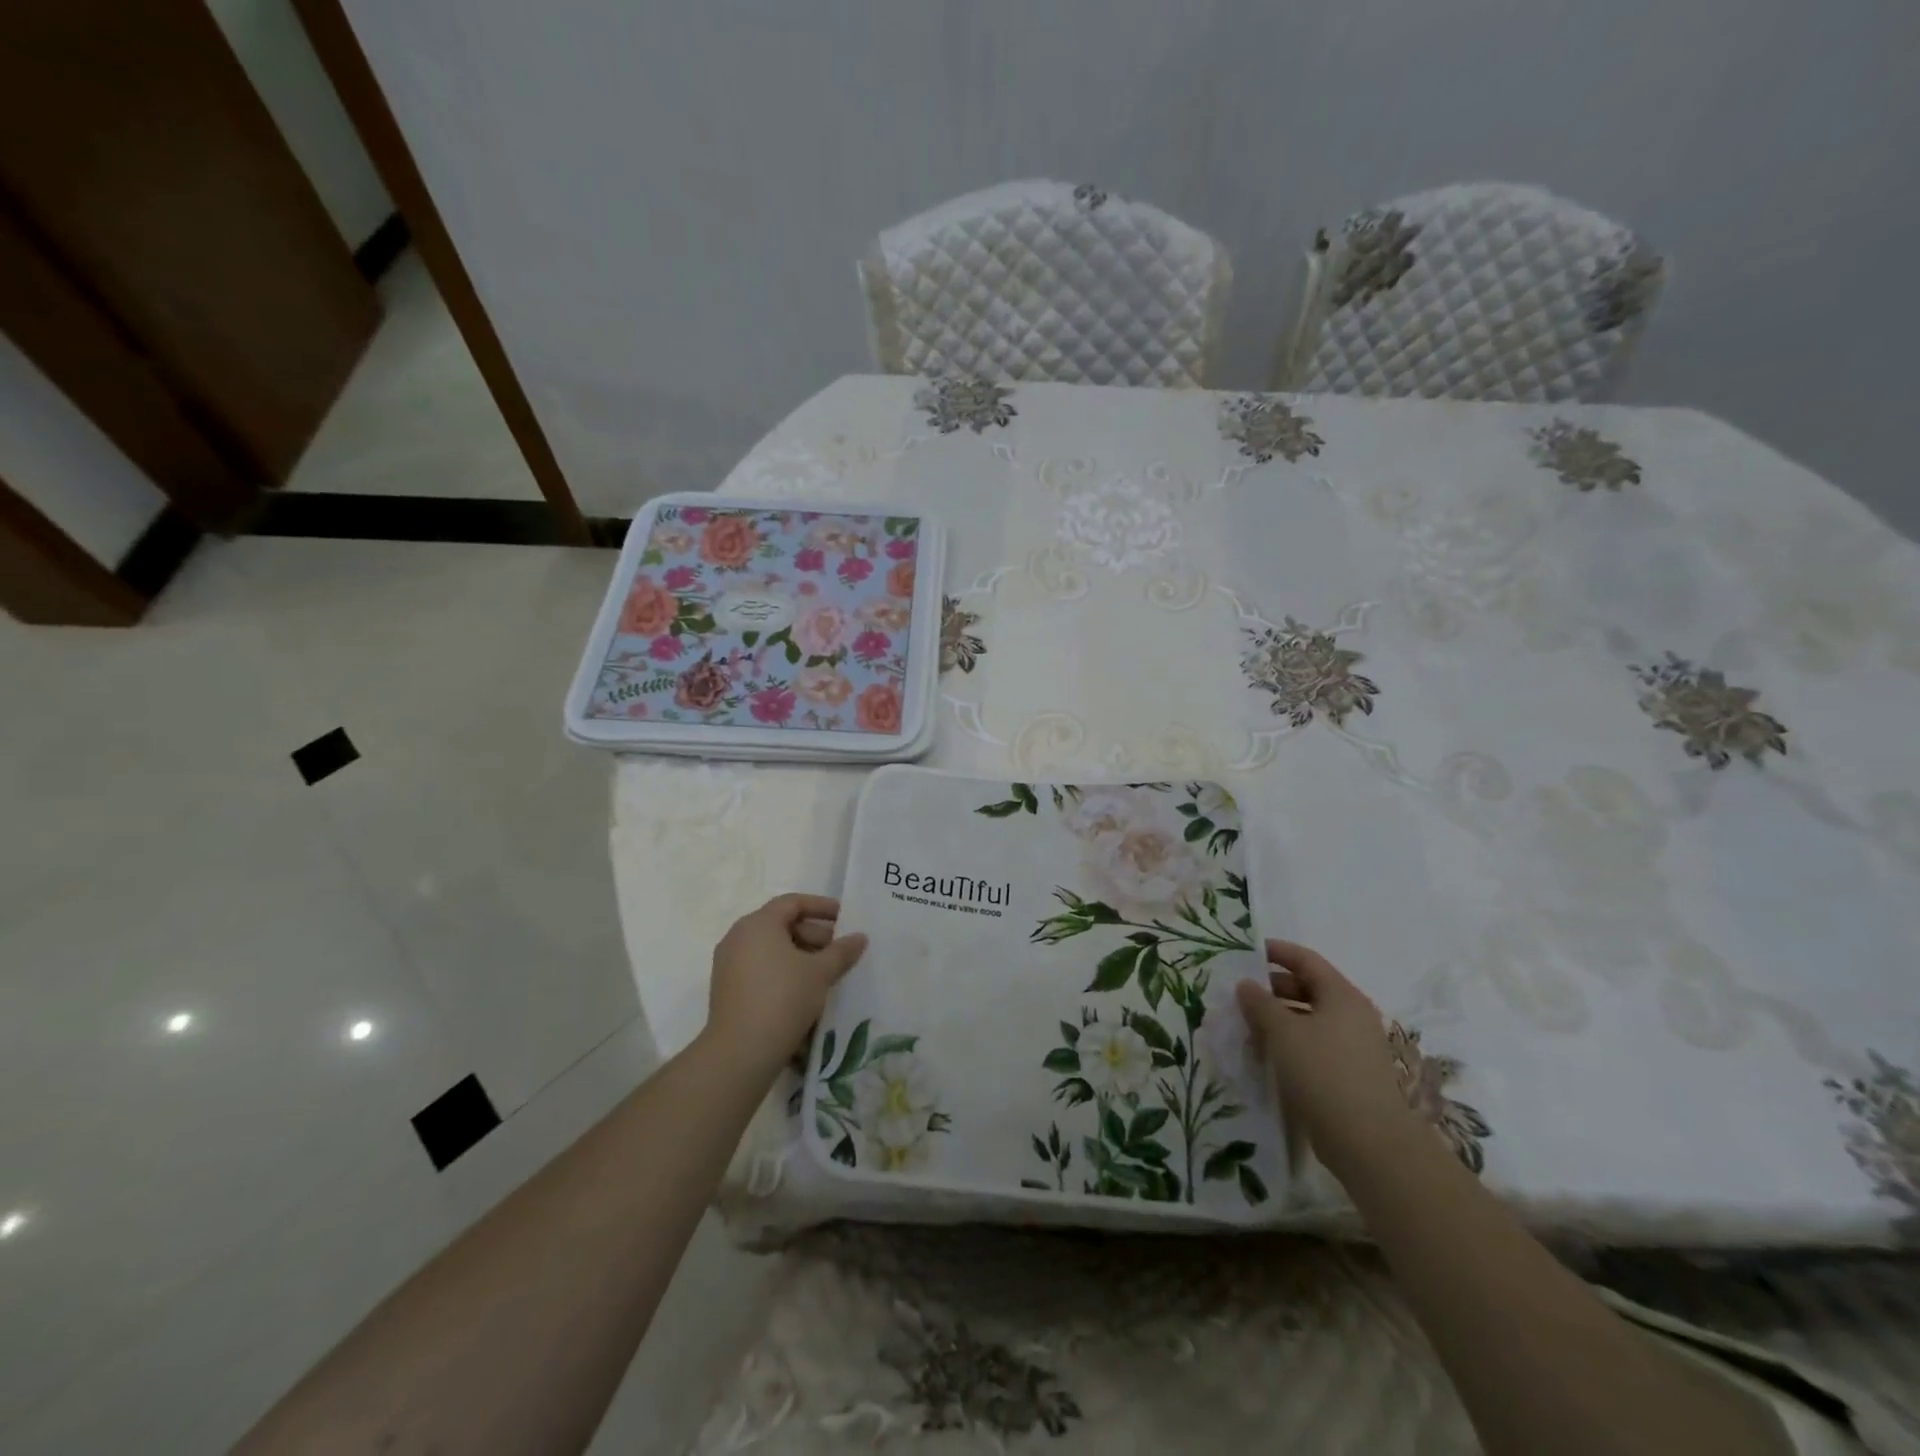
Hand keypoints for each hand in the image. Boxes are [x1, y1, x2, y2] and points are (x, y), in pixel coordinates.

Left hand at [705, 894, 867, 1076]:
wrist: (740, 1052)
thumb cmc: (783, 998)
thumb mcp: (820, 972)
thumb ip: (842, 951)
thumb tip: (860, 937)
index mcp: (758, 924)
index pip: (792, 903)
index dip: (821, 906)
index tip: (845, 918)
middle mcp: (738, 937)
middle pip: (781, 924)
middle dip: (814, 934)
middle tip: (839, 951)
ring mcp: (729, 964)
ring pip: (771, 949)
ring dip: (801, 955)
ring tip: (826, 973)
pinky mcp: (727, 989)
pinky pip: (760, 968)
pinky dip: (784, 971)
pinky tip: (805, 991)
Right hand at [1235, 939, 1416, 1179]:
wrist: (1368, 1140)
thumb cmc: (1323, 1071)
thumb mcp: (1282, 1031)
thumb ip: (1260, 1003)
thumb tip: (1246, 984)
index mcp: (1341, 995)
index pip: (1306, 960)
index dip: (1277, 952)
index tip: (1247, 952)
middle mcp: (1351, 1015)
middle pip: (1308, 988)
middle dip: (1273, 989)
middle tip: (1240, 994)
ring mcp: (1353, 1046)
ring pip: (1309, 1020)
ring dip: (1278, 1020)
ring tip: (1247, 1027)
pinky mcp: (1349, 1074)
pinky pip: (1314, 1046)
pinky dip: (1290, 1044)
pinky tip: (1266, 1056)